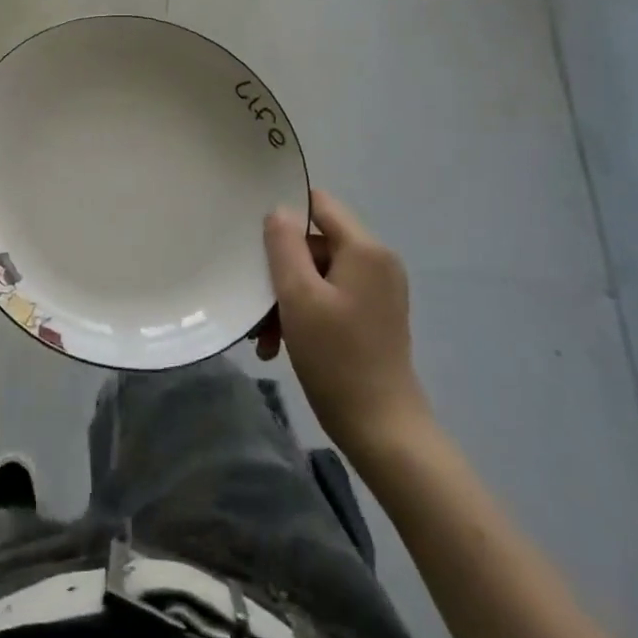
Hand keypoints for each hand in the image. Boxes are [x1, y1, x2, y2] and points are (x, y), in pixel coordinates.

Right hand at [256, 190, 432, 453]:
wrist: (384, 432)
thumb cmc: (337, 358)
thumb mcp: (299, 296)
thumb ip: (284, 245)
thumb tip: (279, 211)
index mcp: (365, 249)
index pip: (319, 204)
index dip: (285, 212)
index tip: (254, 236)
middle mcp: (376, 262)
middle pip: (314, 244)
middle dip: (281, 271)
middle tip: (256, 307)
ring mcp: (377, 291)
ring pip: (317, 274)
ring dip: (287, 299)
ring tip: (264, 338)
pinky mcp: (373, 316)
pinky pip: (330, 297)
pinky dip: (304, 314)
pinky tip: (281, 345)